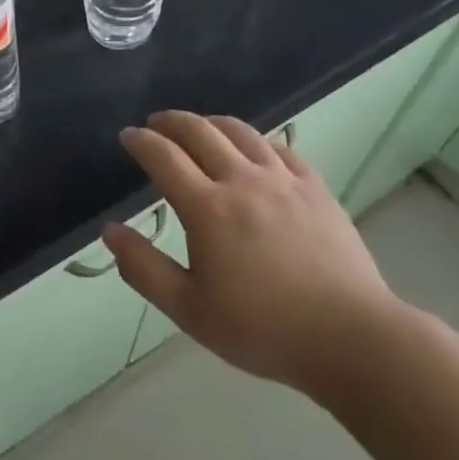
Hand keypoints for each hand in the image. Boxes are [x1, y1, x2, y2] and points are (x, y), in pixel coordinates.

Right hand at [102, 111, 402, 402]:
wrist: (349, 337)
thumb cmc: (262, 329)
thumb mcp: (189, 310)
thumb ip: (144, 268)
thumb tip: (110, 231)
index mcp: (207, 208)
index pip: (163, 157)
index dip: (141, 141)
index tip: (128, 136)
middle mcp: (242, 181)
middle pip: (199, 132)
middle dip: (171, 122)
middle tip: (155, 124)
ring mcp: (283, 180)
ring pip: (240, 132)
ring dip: (210, 123)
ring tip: (198, 128)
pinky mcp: (315, 188)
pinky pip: (280, 148)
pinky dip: (255, 140)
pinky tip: (252, 149)